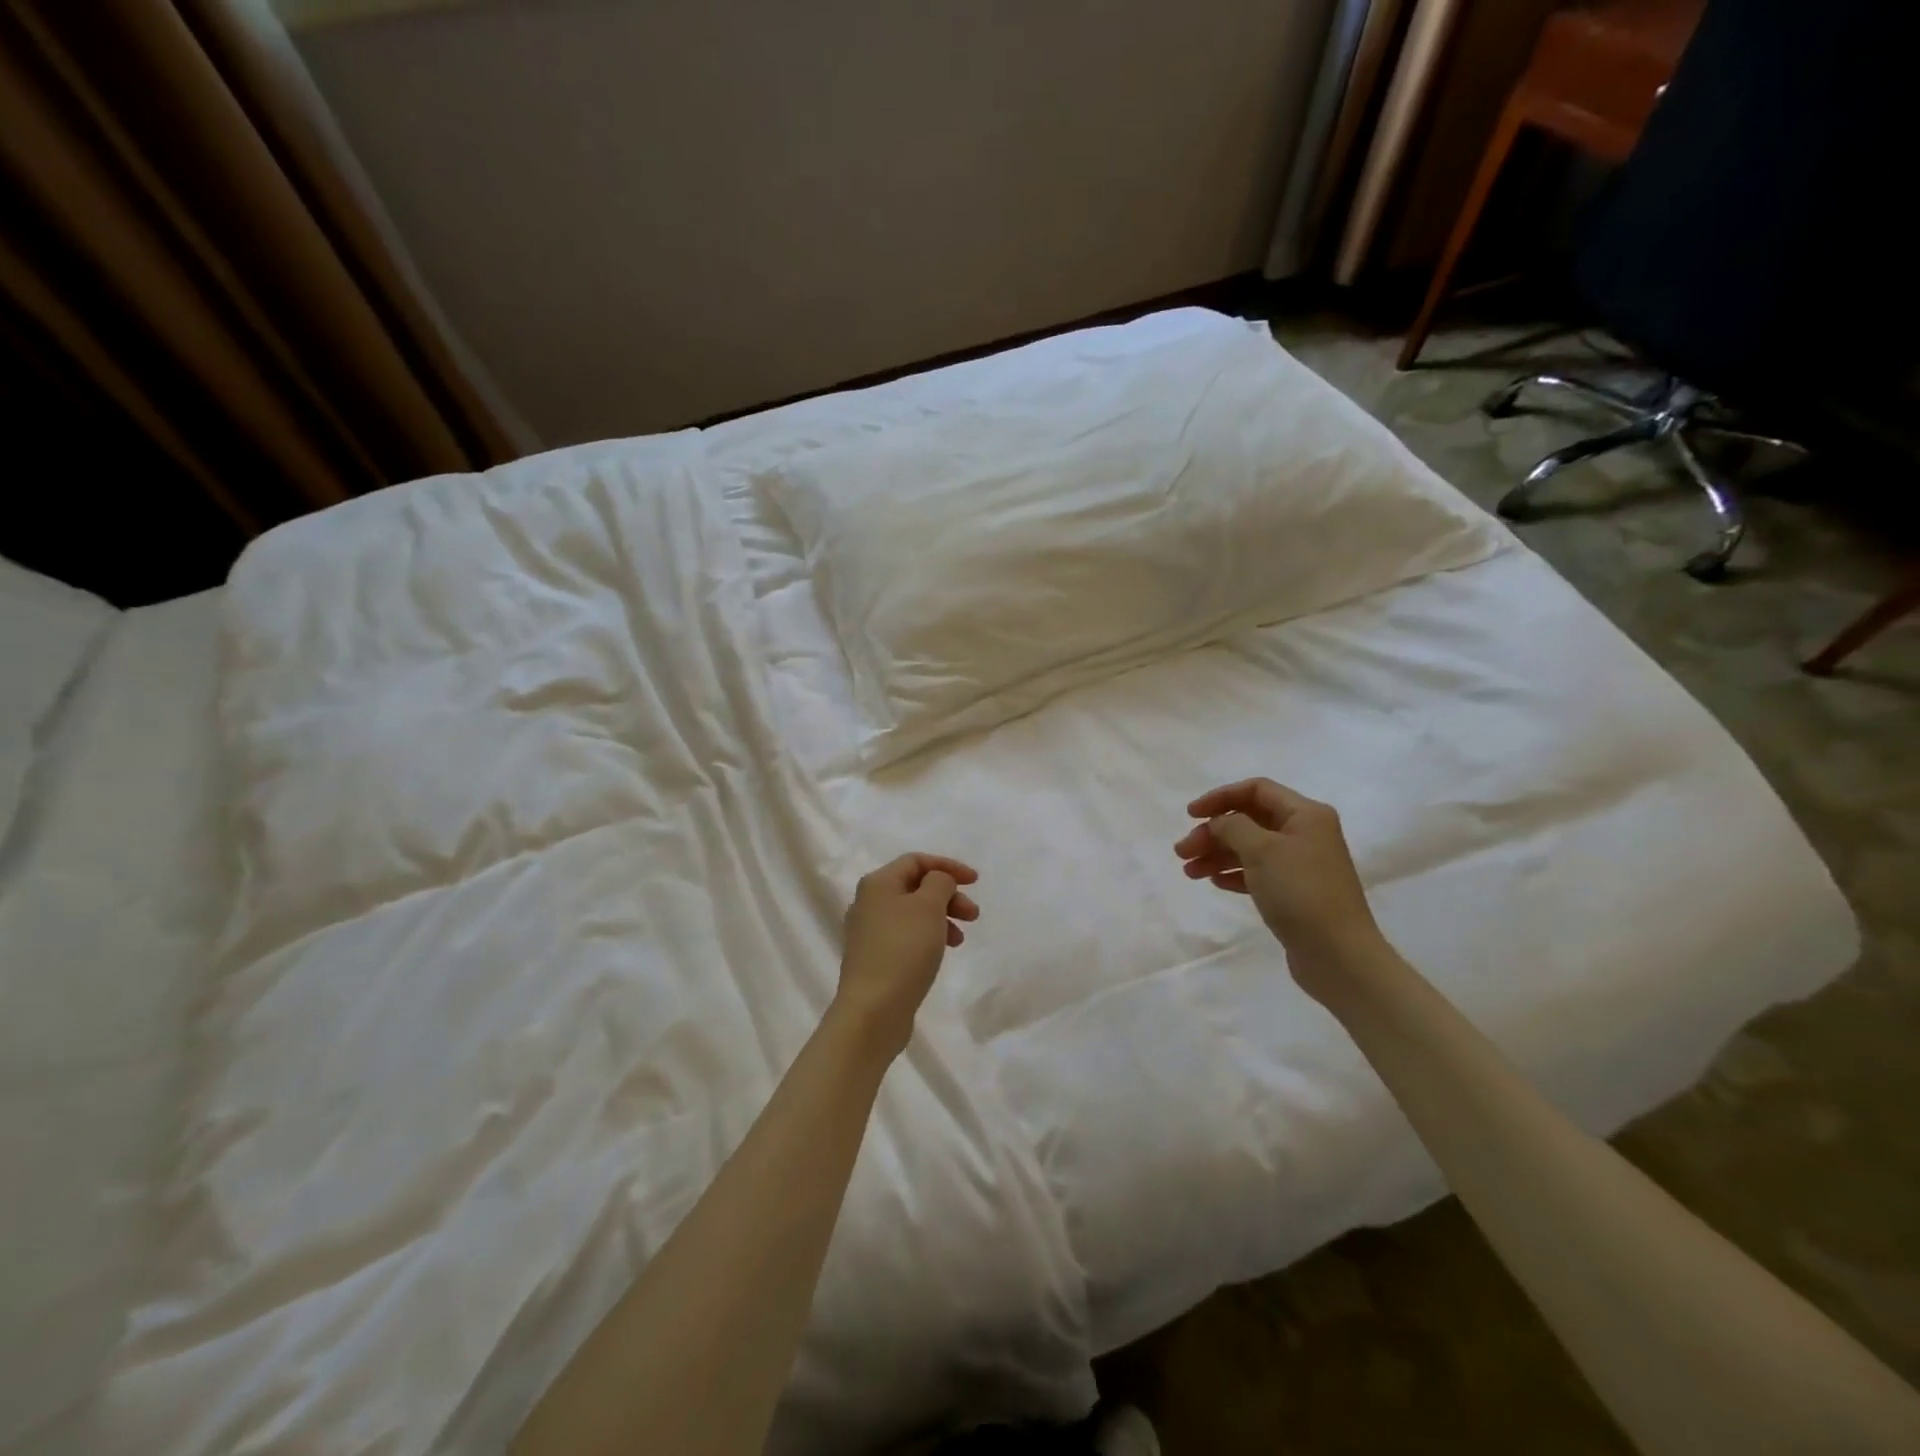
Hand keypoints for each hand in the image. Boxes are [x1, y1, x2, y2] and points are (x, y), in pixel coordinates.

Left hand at [834, 853, 978, 1055]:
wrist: (873, 1010)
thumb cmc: (903, 950)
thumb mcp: (929, 906)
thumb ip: (939, 883)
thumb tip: (937, 881)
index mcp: (878, 883)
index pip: (916, 861)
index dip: (948, 866)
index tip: (975, 882)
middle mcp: (868, 903)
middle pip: (915, 887)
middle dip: (948, 895)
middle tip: (973, 914)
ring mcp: (869, 933)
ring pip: (912, 913)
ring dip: (941, 918)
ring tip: (960, 939)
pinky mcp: (874, 959)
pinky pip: (906, 936)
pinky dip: (928, 937)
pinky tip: (941, 953)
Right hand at [1175, 778, 1385, 998]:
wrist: (1338, 955)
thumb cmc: (1300, 892)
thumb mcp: (1262, 851)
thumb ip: (1233, 827)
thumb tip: (1219, 823)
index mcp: (1306, 814)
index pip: (1256, 790)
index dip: (1220, 797)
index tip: (1190, 815)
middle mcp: (1306, 833)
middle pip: (1249, 820)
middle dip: (1213, 832)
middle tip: (1182, 852)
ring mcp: (1301, 864)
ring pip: (1250, 848)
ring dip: (1217, 854)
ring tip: (1189, 871)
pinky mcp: (1295, 892)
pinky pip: (1257, 872)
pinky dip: (1234, 873)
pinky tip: (1214, 882)